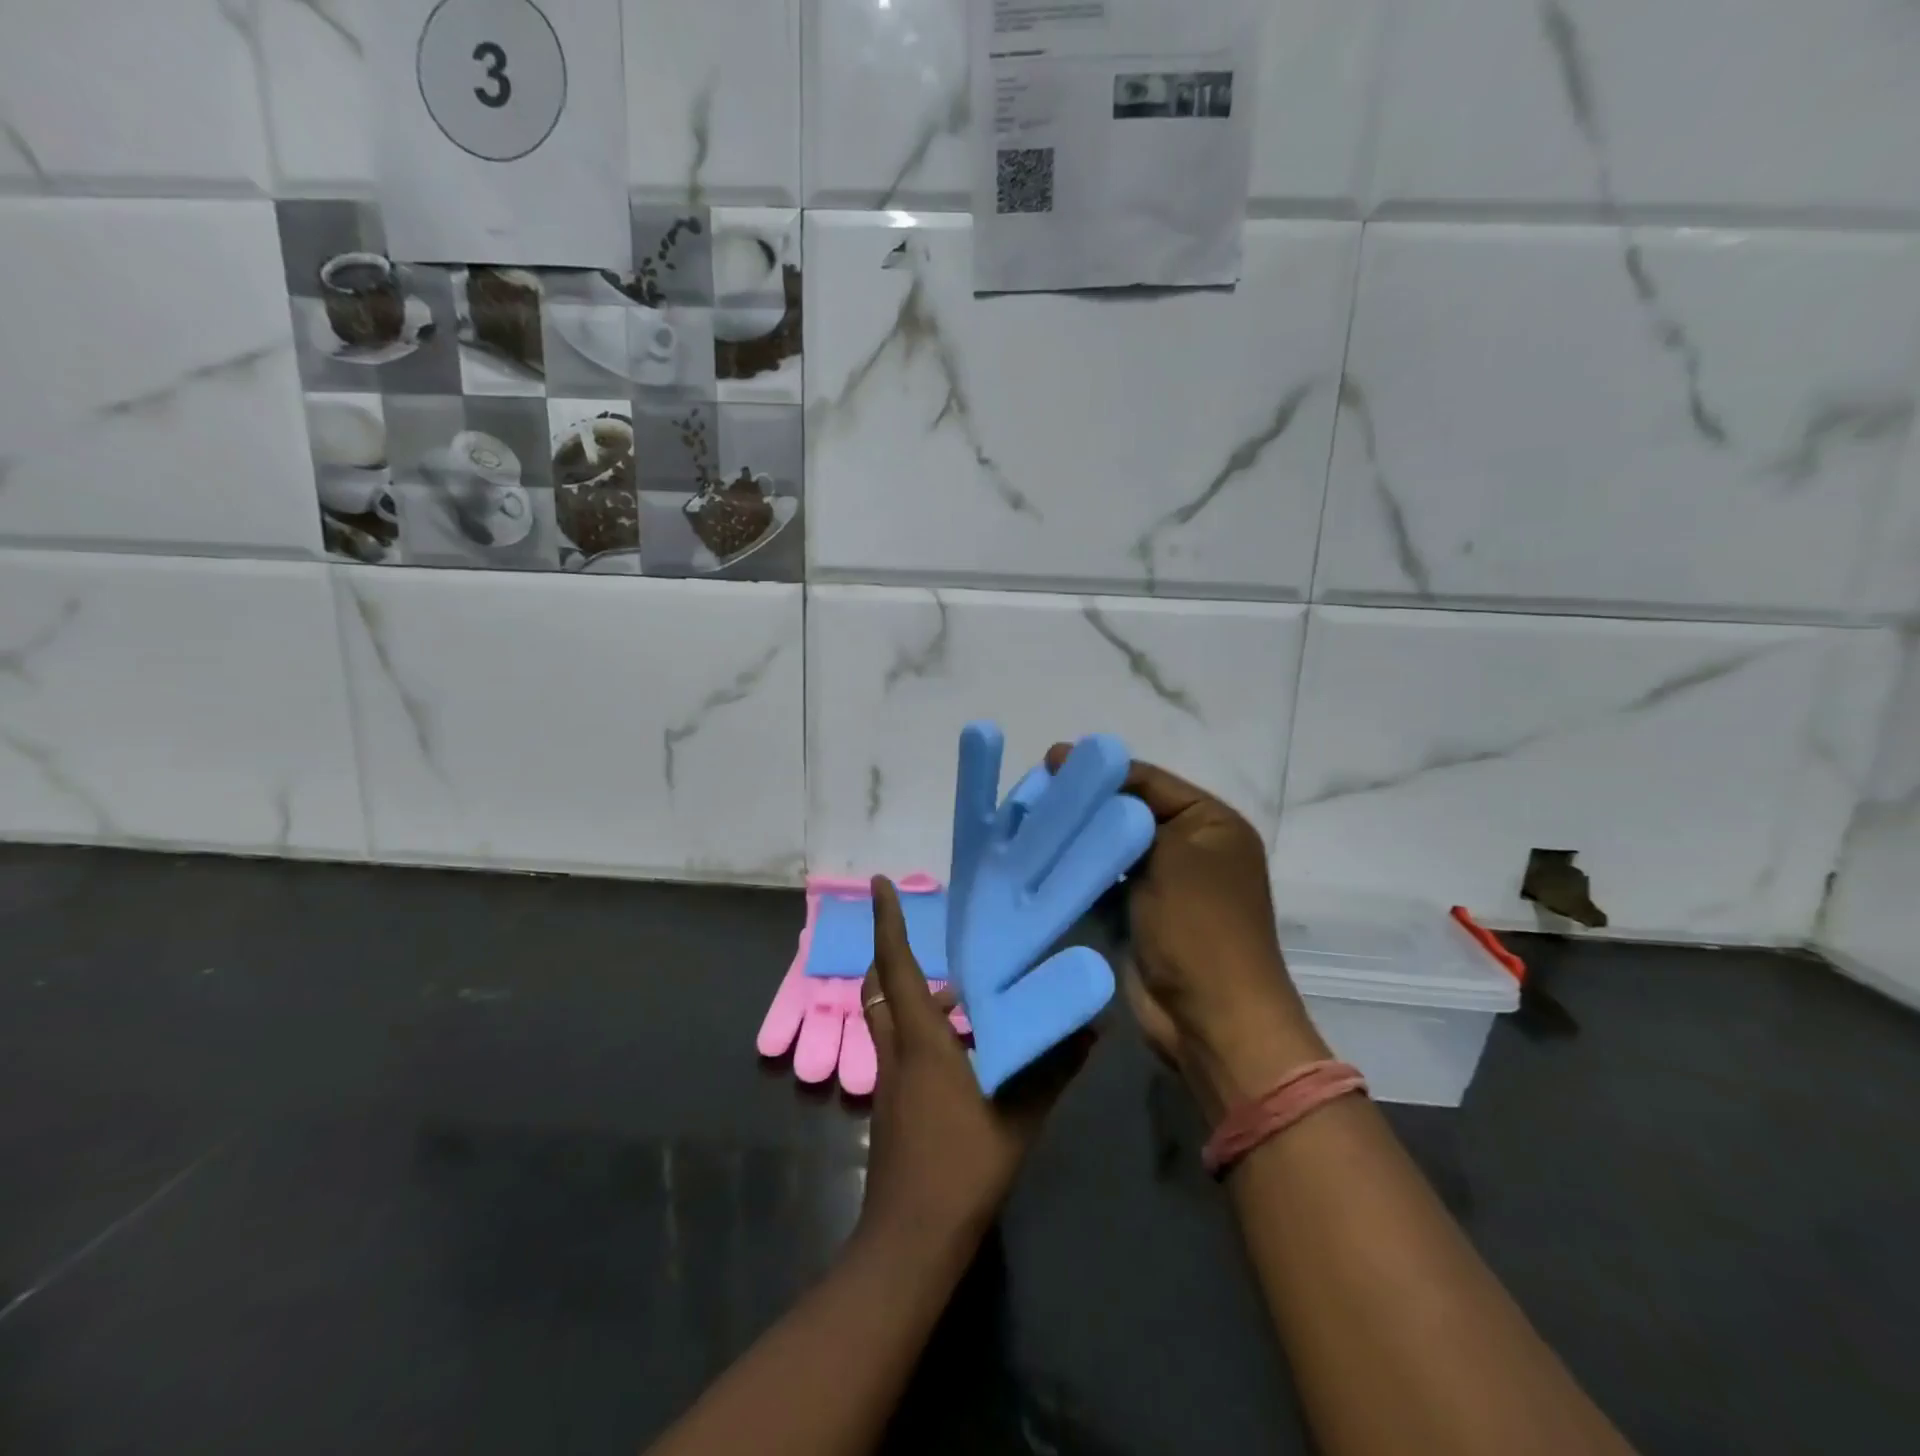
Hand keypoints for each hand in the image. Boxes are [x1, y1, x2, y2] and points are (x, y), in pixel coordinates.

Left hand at [855, 876, 1089, 1254]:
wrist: (911, 1239)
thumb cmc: (963, 1167)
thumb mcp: (1019, 1116)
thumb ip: (1054, 1070)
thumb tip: (1091, 1031)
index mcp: (920, 1041)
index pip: (896, 966)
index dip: (887, 922)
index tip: (879, 884)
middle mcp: (896, 1050)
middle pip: (880, 986)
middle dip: (893, 954)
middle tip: (926, 936)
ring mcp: (888, 1080)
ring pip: (887, 1017)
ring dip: (910, 995)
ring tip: (958, 992)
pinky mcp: (890, 1105)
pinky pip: (897, 1046)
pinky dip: (918, 1029)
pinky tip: (958, 1047)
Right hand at [1045, 747, 1329, 1121]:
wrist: (1210, 1020)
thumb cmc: (1198, 926)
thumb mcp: (1171, 852)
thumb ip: (1130, 808)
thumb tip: (1095, 784)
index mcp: (1210, 823)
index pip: (1149, 780)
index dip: (1102, 769)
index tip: (1050, 760)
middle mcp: (1190, 848)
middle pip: (1128, 812)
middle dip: (1085, 804)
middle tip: (1033, 793)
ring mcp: (1163, 885)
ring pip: (1111, 848)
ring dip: (1077, 838)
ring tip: (1029, 823)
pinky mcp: (1137, 916)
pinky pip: (1103, 881)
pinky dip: (1078, 872)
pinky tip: (1041, 862)